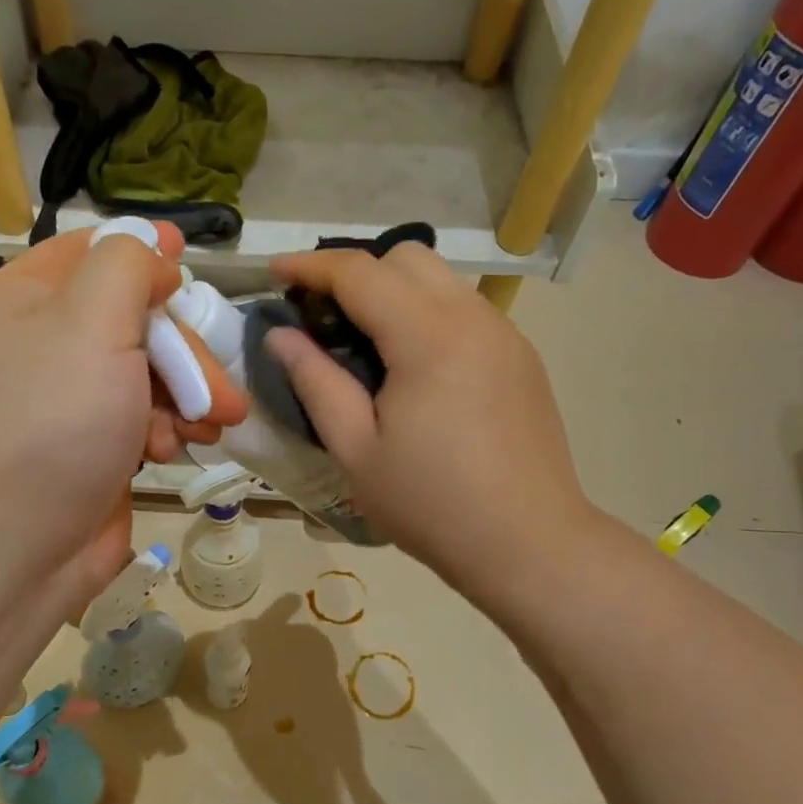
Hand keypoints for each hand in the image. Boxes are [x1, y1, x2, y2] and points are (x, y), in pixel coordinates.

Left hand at [0, 226, 247, 611]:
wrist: (22, 543)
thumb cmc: (57, 421)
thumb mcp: (92, 319)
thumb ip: (128, 266)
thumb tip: (157, 264)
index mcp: (33, 296)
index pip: (96, 249)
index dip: (147, 250)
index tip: (191, 261)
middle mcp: (51, 340)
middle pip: (141, 318)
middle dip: (188, 353)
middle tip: (220, 392)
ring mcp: (76, 396)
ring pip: (155, 371)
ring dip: (190, 397)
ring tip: (209, 428)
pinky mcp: (100, 443)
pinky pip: (150, 416)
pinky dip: (170, 430)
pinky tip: (173, 453)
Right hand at [263, 246, 594, 602]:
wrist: (529, 544)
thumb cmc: (431, 504)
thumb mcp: (356, 450)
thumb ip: (316, 382)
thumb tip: (282, 336)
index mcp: (429, 337)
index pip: (360, 273)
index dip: (310, 266)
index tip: (273, 272)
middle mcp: (473, 318)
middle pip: (407, 258)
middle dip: (357, 273)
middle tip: (322, 318)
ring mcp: (505, 336)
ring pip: (441, 281)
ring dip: (394, 292)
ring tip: (365, 345)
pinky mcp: (521, 358)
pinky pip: (465, 311)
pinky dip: (427, 316)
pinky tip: (413, 370)